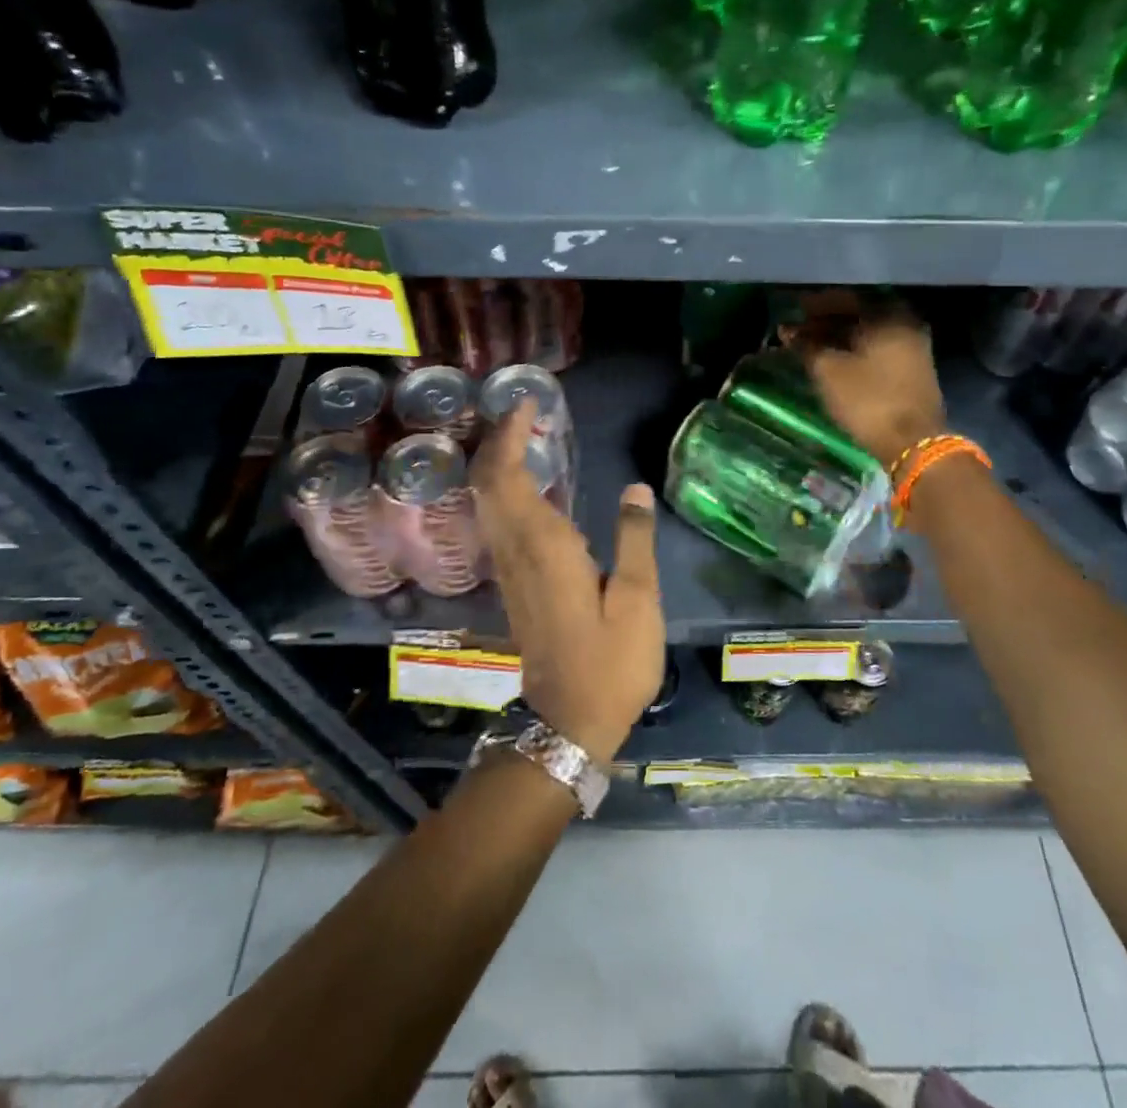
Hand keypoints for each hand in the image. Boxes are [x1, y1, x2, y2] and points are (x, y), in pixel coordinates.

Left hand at [472, 402, 664, 765]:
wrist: (568, 721)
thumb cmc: (610, 661)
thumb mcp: (638, 599)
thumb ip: (635, 538)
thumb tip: (636, 487)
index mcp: (543, 546)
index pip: (507, 476)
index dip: (509, 436)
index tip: (525, 405)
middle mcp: (516, 550)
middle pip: (488, 483)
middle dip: (498, 442)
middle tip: (525, 413)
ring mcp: (509, 568)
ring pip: (488, 502)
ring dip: (498, 464)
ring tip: (526, 437)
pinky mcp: (514, 583)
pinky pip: (497, 521)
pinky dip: (505, 490)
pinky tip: (532, 487)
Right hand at [791, 303, 947, 465]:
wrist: (913, 443)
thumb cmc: (868, 400)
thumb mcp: (829, 371)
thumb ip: (807, 346)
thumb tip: (788, 330)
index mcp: (888, 316)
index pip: (846, 298)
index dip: (815, 305)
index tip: (792, 310)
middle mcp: (905, 324)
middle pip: (859, 315)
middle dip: (825, 321)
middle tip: (797, 329)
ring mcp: (912, 348)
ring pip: (867, 334)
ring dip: (838, 337)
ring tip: (809, 346)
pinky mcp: (912, 370)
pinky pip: (877, 349)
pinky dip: (853, 350)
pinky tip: (833, 360)